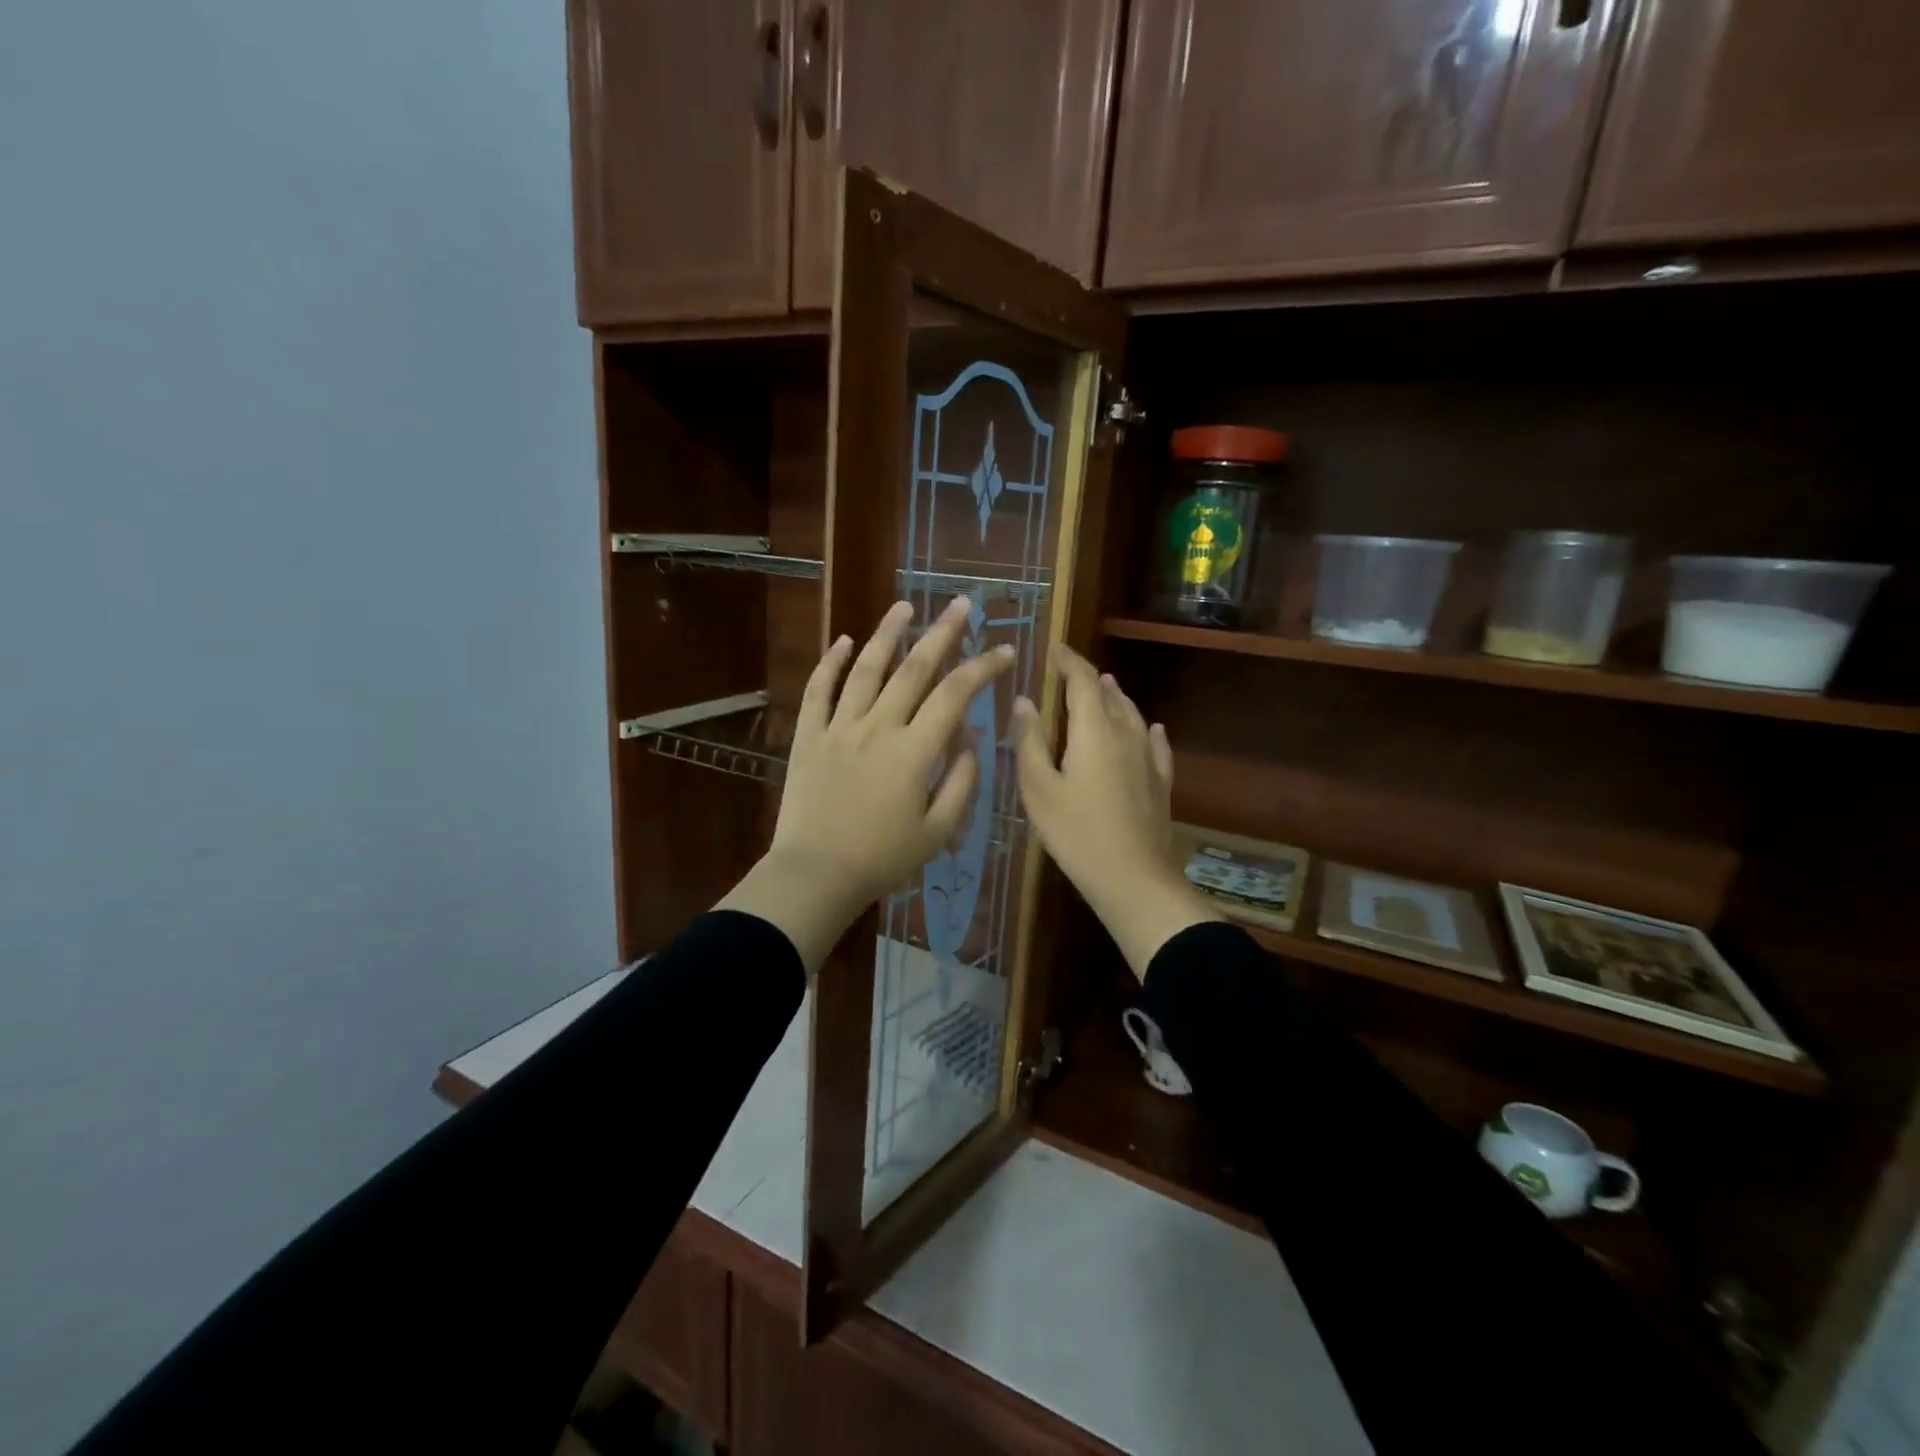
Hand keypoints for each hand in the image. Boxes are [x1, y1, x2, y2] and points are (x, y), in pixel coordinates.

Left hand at [717, 597, 1015, 972]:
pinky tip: (843, 640)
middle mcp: (878, 727)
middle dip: (943, 632)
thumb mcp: (938, 831)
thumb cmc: (882, 859)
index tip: (1005, 650)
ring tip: (905, 606)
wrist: (815, 875)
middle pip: (915, 669)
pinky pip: (818, 690)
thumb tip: (970, 738)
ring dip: (887, 633)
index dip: (984, 668)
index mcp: (914, 751)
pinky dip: (830, 662)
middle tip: (962, 604)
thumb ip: (961, 782)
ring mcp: (839, 727)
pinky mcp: (808, 736)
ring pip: (865, 668)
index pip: (956, 695)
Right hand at [1012, 644, 1218, 979]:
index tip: (1054, 649)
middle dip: (1090, 678)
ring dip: (1116, 698)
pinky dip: (1148, 731)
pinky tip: (1153, 729)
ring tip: (1106, 686)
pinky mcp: (1160, 783)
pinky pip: (1155, 745)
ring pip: (1133, 715)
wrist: (1132, 877)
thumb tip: (1025, 700)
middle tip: (1071, 672)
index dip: (1068, 661)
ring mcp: (1148, 758)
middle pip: (1110, 694)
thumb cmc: (1075, 831)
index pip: (1082, 680)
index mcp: (1094, 730)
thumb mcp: (1038, 787)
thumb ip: (1030, 741)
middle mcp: (1126, 734)